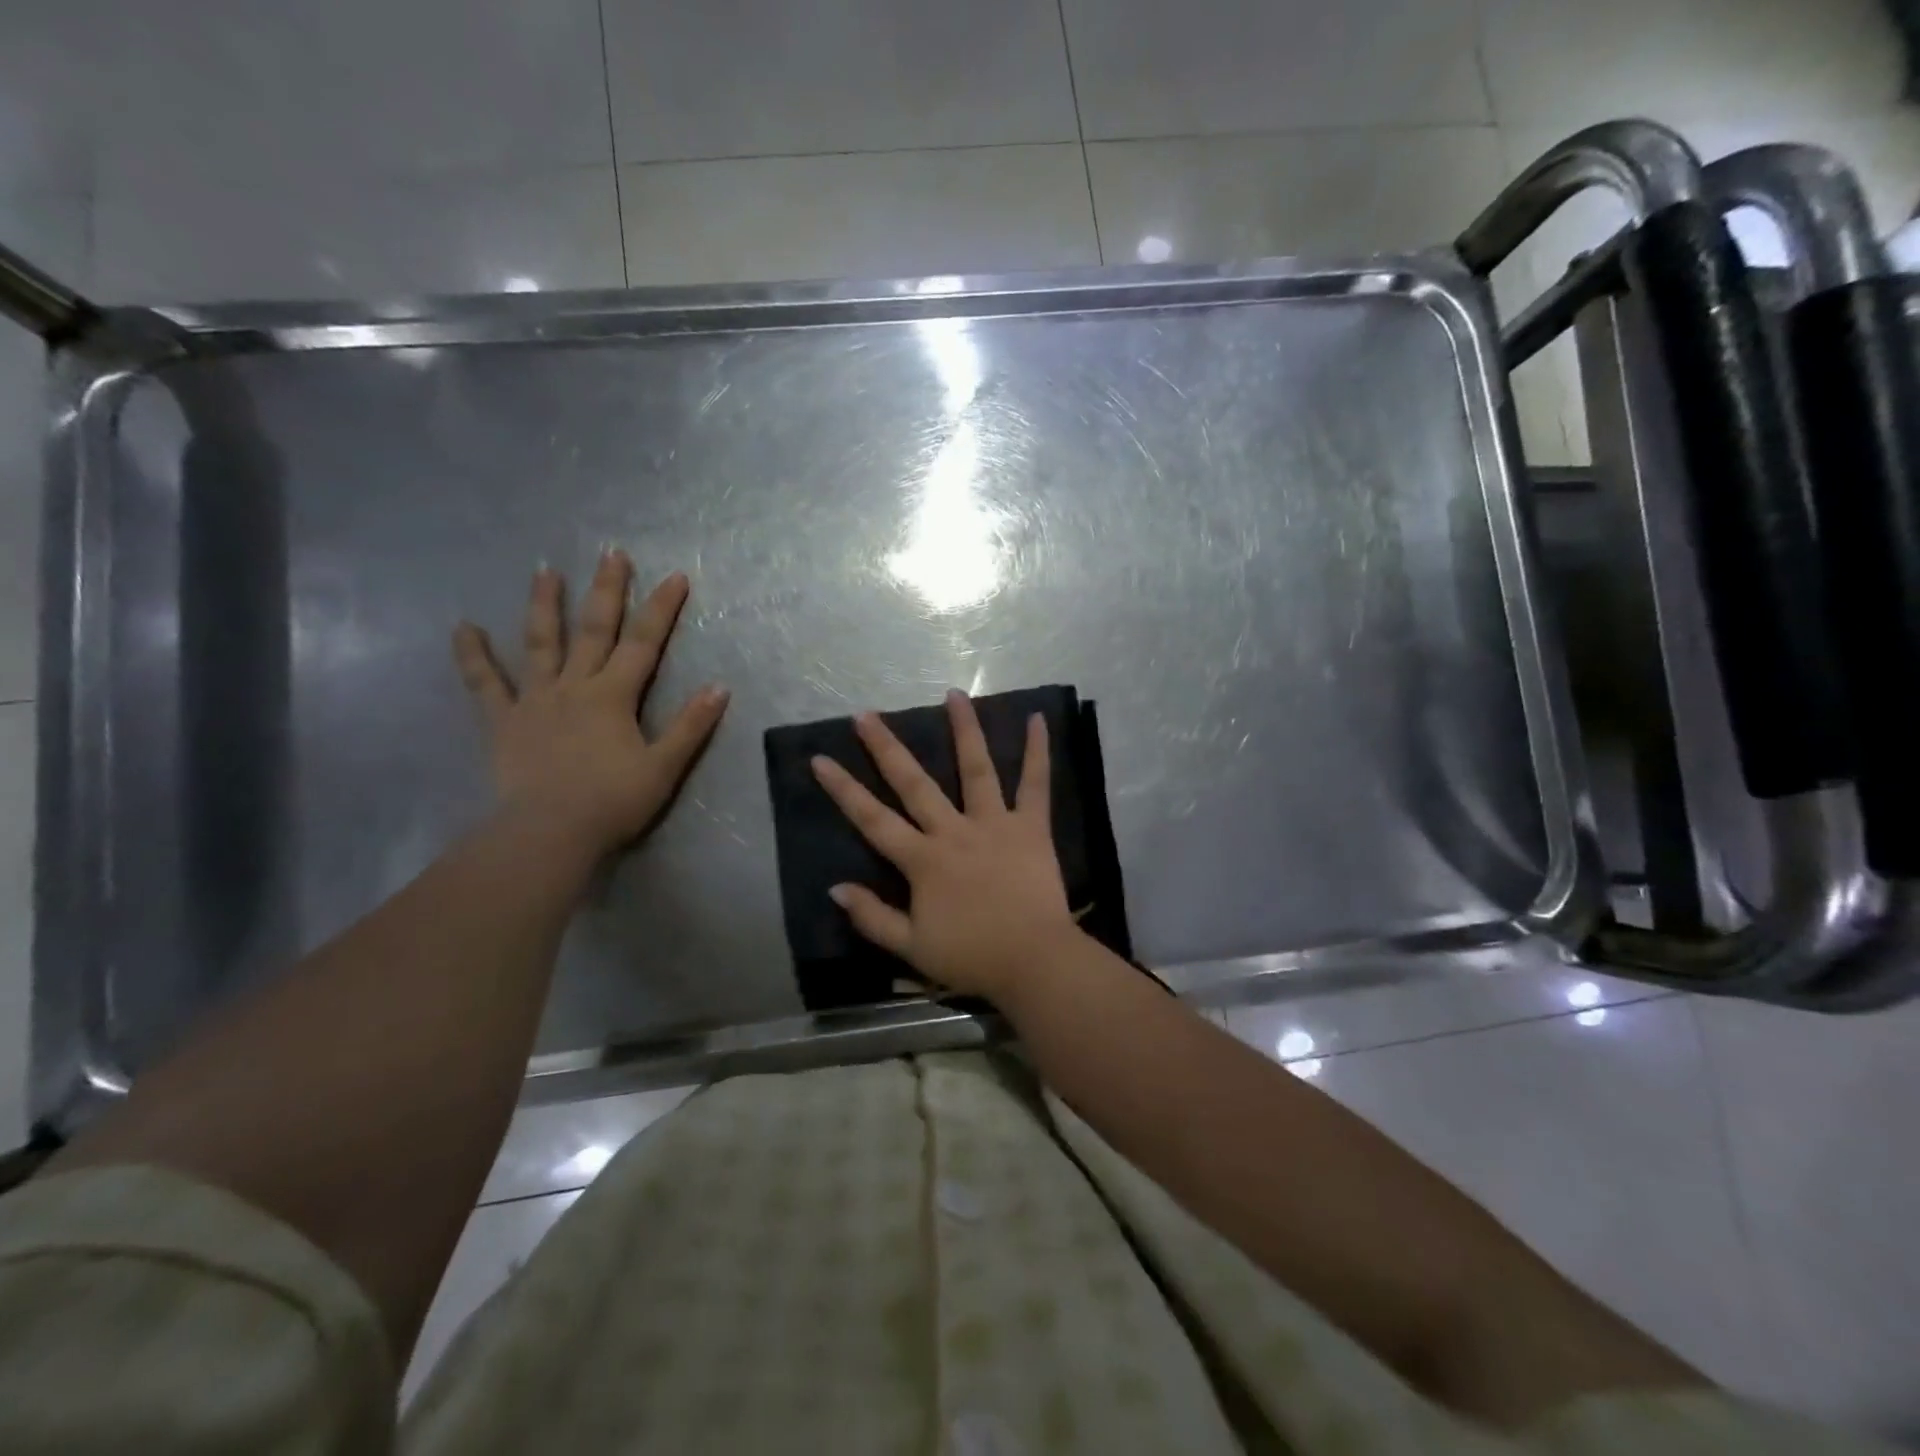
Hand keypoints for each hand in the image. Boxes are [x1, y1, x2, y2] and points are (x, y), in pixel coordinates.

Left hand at [452, 552, 728, 859]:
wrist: (550, 833)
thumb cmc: (613, 802)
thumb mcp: (664, 767)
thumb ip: (691, 726)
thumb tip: (719, 687)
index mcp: (614, 696)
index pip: (645, 643)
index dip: (661, 609)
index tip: (675, 576)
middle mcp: (575, 686)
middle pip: (593, 629)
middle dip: (606, 590)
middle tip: (611, 552)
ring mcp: (535, 700)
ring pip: (539, 644)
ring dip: (543, 605)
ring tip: (544, 570)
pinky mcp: (504, 721)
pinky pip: (485, 684)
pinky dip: (472, 656)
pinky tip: (463, 628)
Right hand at [810, 690, 1082, 999]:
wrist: (1034, 961)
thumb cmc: (972, 956)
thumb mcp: (911, 948)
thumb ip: (872, 917)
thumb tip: (835, 888)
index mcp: (923, 860)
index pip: (873, 819)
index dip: (844, 789)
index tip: (820, 758)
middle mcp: (954, 831)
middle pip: (914, 783)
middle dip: (886, 748)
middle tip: (866, 715)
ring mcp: (995, 823)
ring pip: (976, 769)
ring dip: (964, 730)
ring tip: (953, 695)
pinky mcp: (1031, 827)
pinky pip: (1035, 784)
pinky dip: (1038, 751)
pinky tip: (1039, 719)